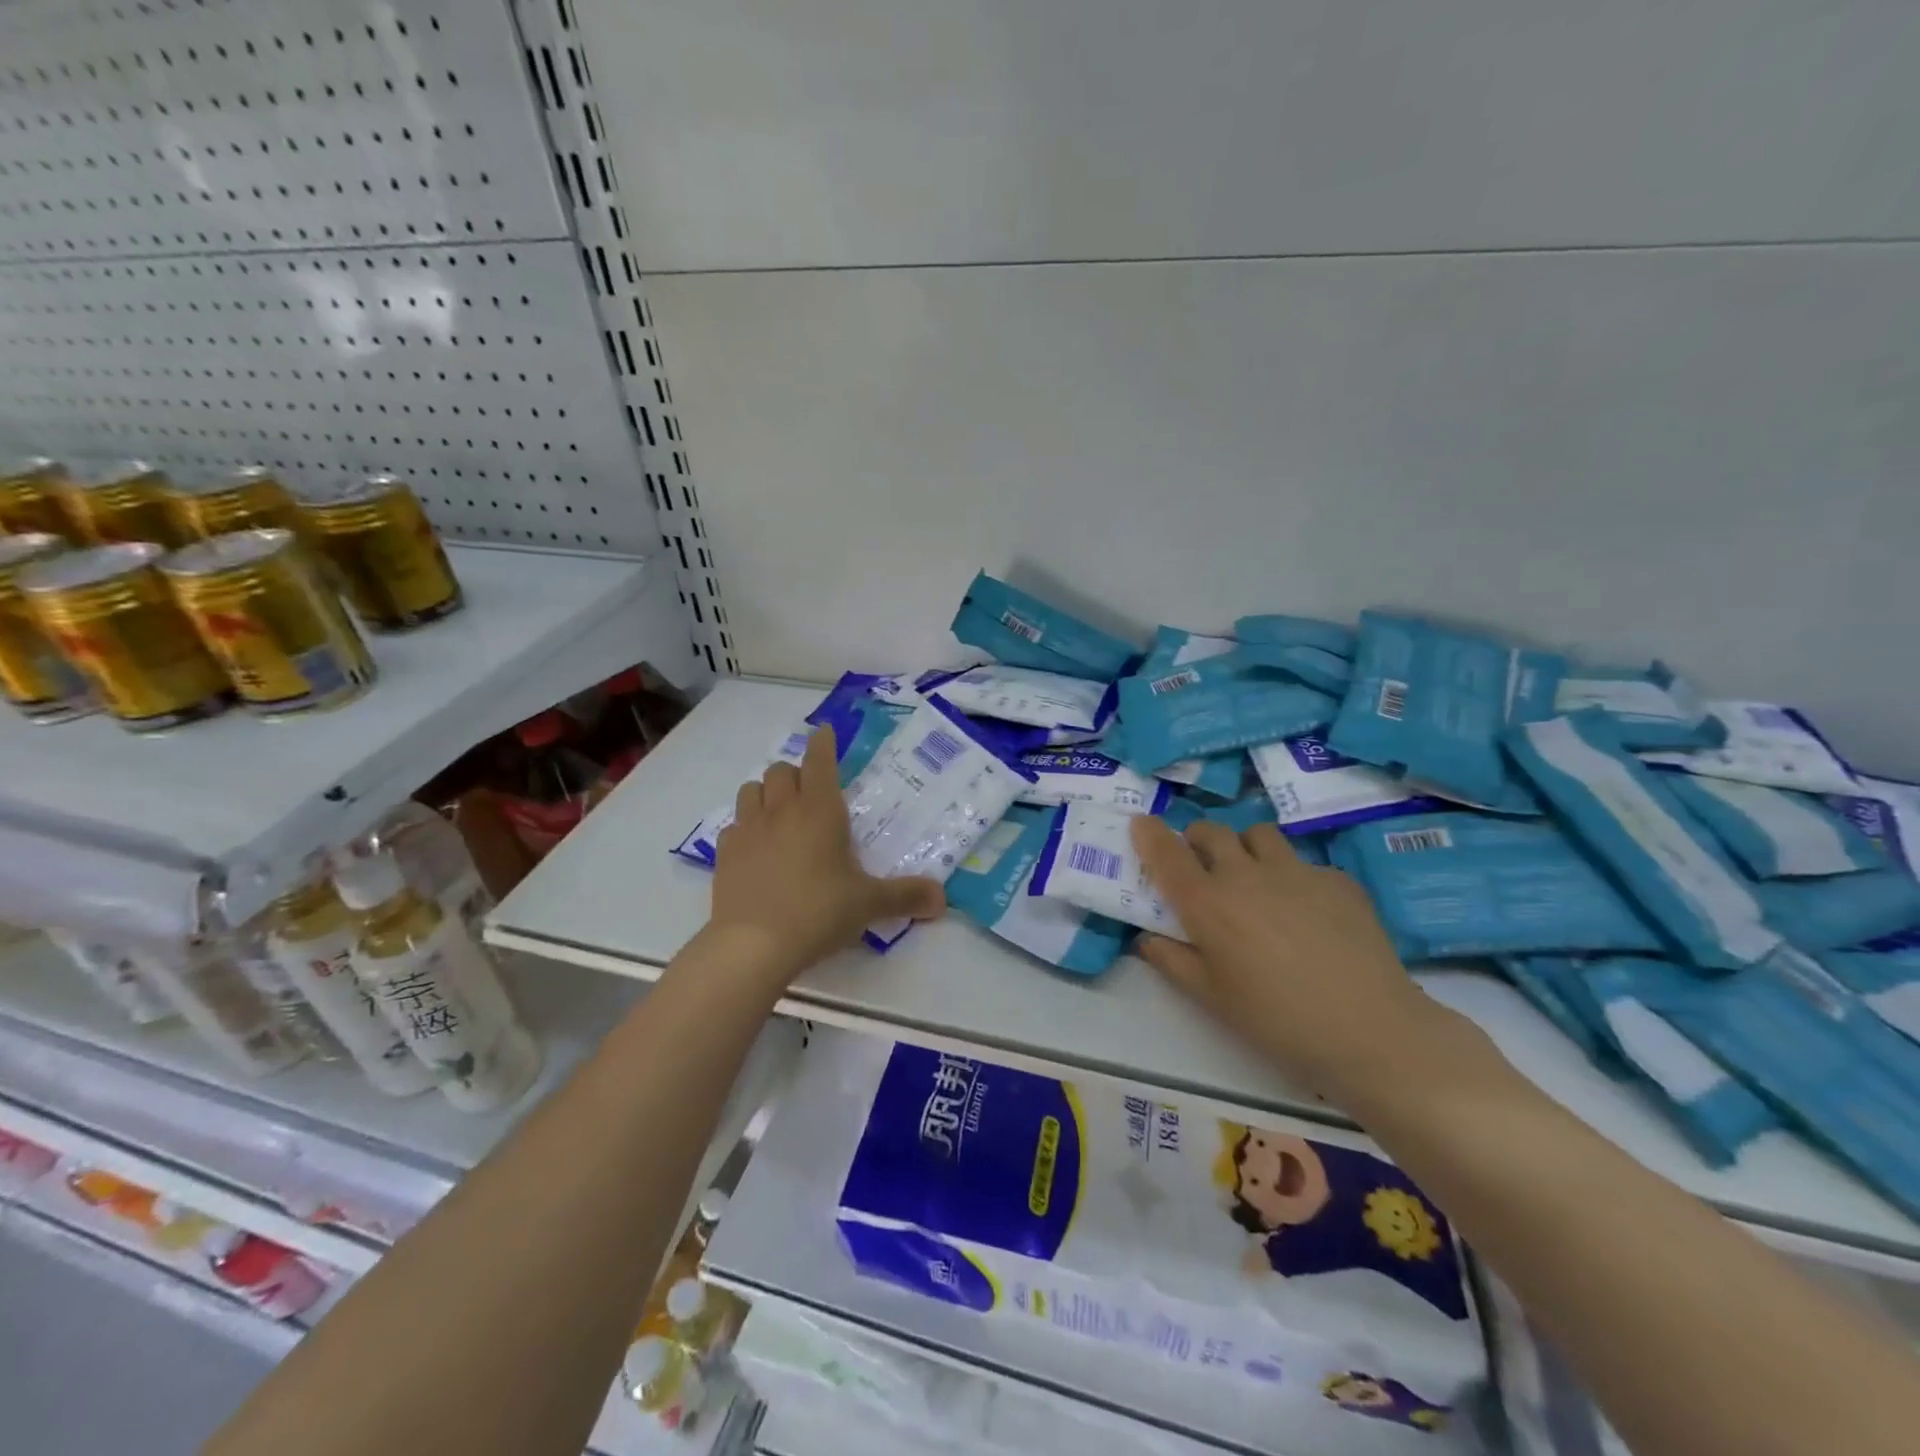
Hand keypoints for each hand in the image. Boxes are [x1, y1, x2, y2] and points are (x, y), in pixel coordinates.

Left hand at [707, 726, 944, 988]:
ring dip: (766, 792)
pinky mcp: (724, 853)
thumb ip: (905, 896)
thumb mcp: (868, 904)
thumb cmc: (818, 912)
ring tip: (780, 812)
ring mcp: (748, 829)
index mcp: (820, 810)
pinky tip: (755, 848)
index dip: (824, 743)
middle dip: (796, 772)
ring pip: (751, 789)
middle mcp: (782, 810)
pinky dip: (745, 827)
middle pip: (782, 770)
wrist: (754, 945)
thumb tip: (942, 899)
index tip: (826, 732)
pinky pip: (733, 825)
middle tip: (810, 791)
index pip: (820, 760)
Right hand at [1129, 816, 1438, 1102]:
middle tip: (1200, 863)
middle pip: (1211, 831)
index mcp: (1207, 903)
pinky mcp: (1337, 879)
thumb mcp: (1211, 998)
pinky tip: (1307, 912)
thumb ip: (1172, 961)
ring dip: (1245, 847)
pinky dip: (1293, 876)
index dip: (1149, 833)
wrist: (1369, 1030)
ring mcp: (1296, 871)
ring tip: (1253, 876)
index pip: (1166, 852)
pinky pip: (1304, 863)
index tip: (1141, 823)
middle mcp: (1245, 874)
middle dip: (1197, 839)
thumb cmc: (1276, 1020)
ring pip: (1258, 834)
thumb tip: (1147, 938)